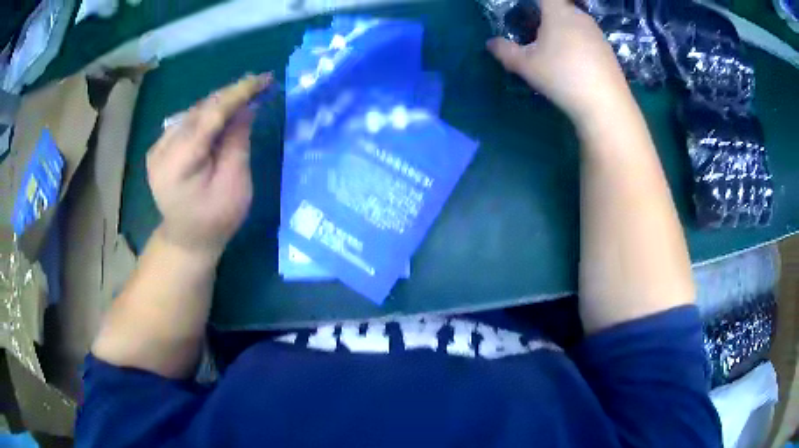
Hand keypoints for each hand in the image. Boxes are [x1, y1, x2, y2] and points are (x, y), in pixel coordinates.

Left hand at [146, 74, 270, 258]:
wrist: (186, 239)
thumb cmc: (215, 220)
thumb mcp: (235, 185)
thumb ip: (237, 142)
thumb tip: (246, 107)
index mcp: (178, 162)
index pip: (210, 115)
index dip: (238, 93)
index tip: (264, 79)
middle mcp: (162, 148)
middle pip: (200, 110)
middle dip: (231, 95)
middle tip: (260, 85)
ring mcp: (158, 147)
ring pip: (193, 112)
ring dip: (220, 103)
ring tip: (246, 97)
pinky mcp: (160, 147)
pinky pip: (187, 122)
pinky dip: (207, 114)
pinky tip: (224, 114)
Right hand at [487, 0, 630, 126]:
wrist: (605, 104)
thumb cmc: (562, 76)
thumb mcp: (526, 65)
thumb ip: (505, 51)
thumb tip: (491, 43)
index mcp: (558, 12)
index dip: (534, 1)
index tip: (528, 10)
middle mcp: (579, 16)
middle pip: (560, 7)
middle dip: (548, 14)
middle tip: (536, 30)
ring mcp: (597, 33)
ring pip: (575, 22)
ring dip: (564, 28)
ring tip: (555, 49)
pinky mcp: (608, 49)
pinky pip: (588, 37)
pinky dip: (578, 42)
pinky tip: (575, 63)